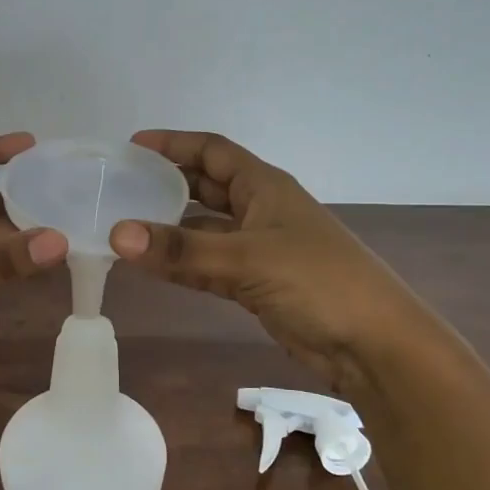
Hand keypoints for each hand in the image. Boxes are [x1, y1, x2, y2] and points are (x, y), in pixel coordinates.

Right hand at [109, 130, 417, 392]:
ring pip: (205, 230)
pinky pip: (210, 265)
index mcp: (265, 187)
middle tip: (123, 186)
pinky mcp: (257, 285)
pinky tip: (153, 267)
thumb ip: (182, 251)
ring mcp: (260, 249)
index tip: (132, 146)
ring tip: (125, 227)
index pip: (213, 151)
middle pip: (207, 187)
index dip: (174, 144)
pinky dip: (183, 264)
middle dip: (168, 183)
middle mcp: (261, 210)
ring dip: (171, 229)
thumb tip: (116, 234)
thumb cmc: (317, 283)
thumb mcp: (247, 260)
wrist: (373, 345)